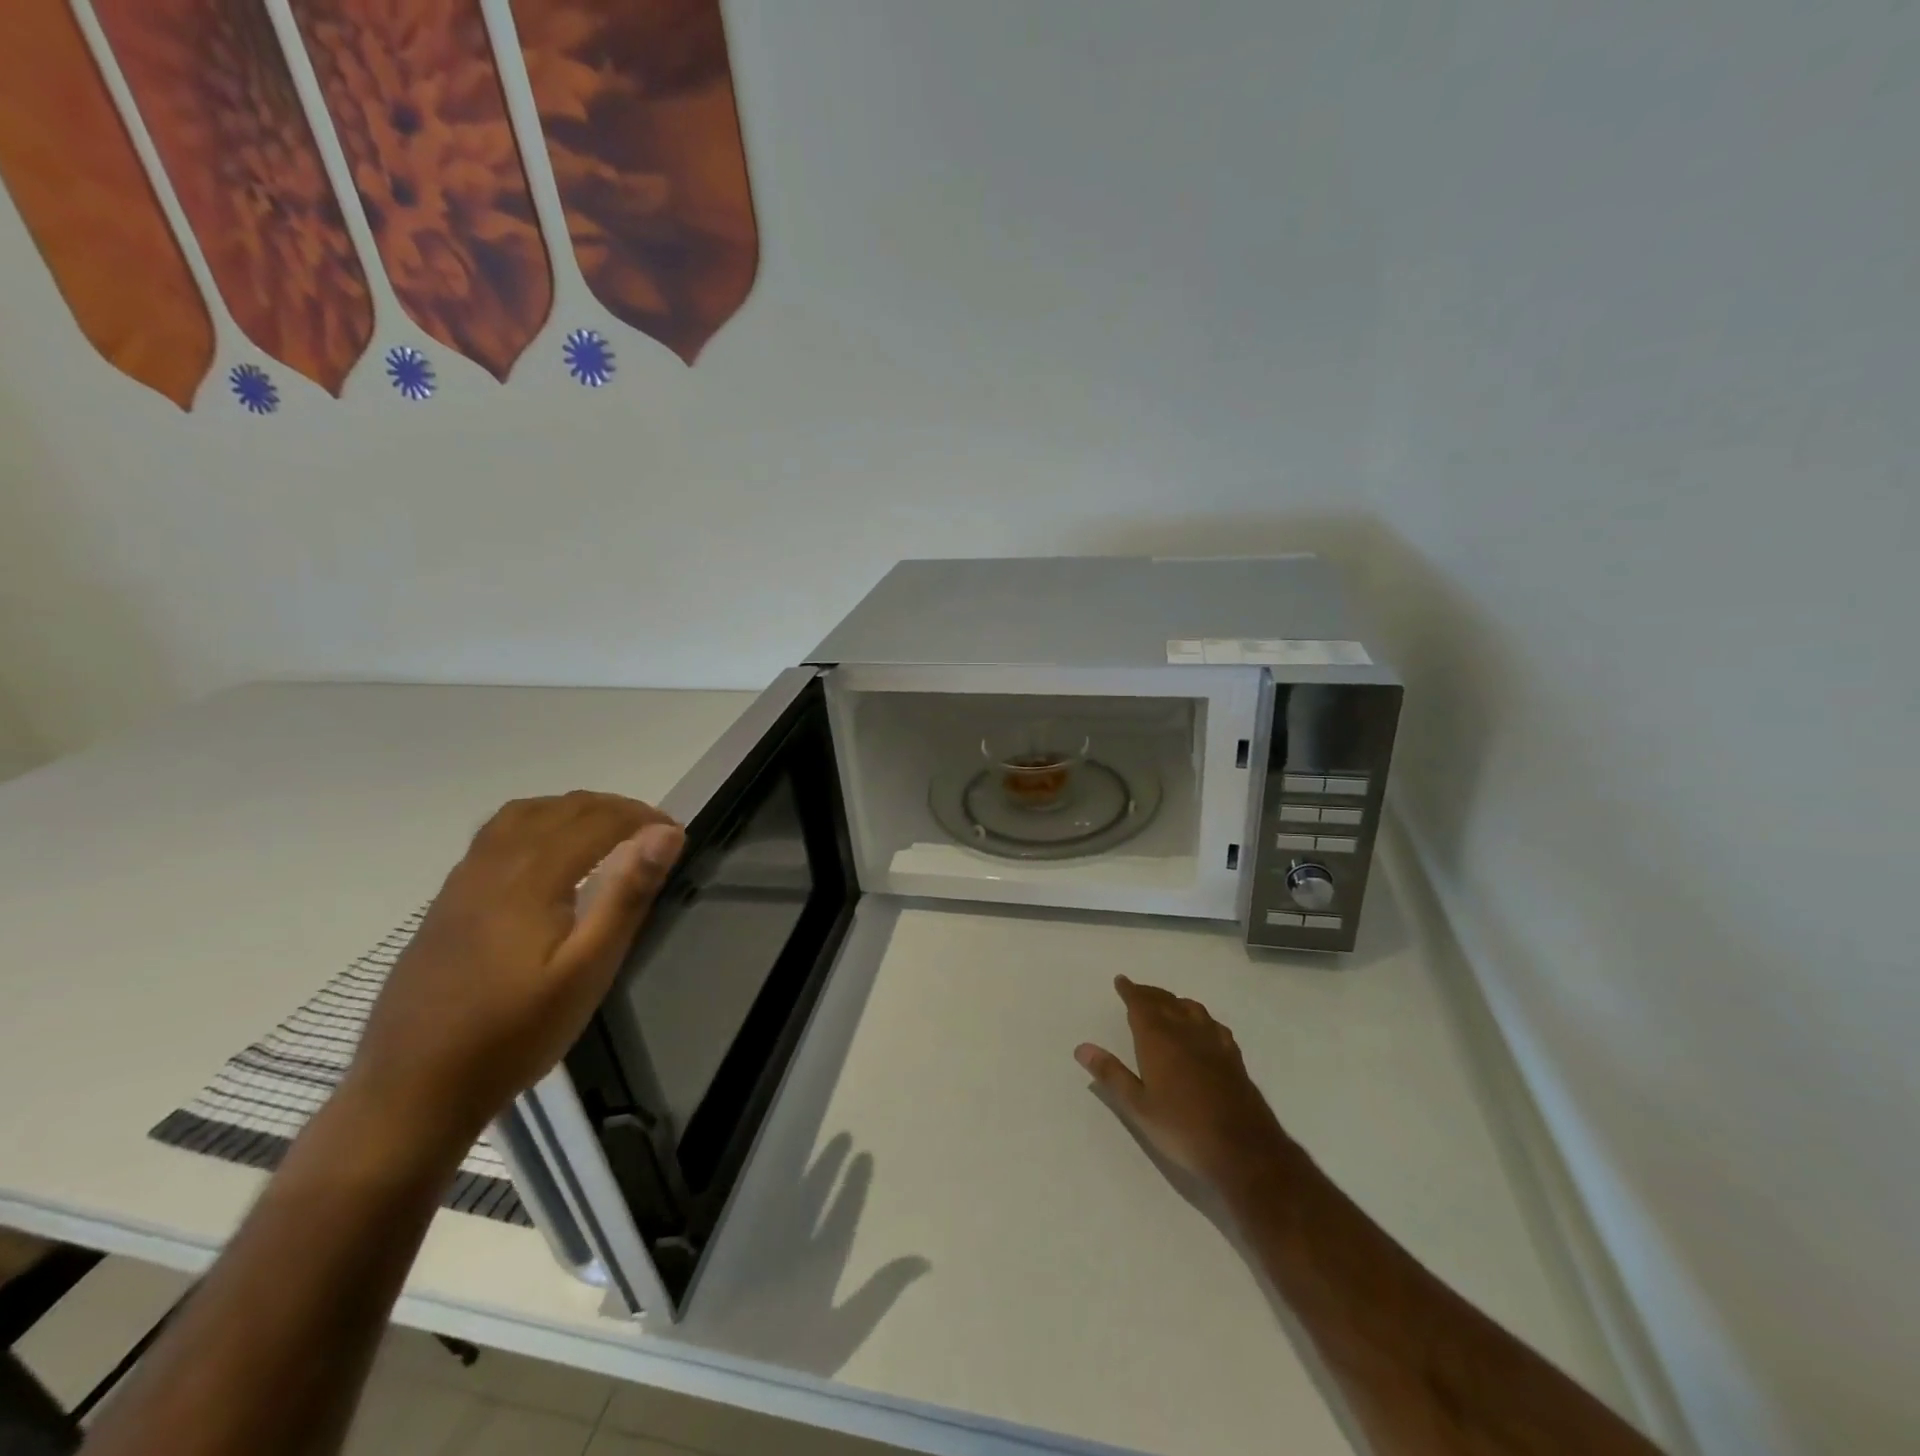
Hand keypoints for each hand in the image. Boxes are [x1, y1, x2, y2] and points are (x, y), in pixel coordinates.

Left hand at [347, 791, 684, 1153]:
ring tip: (606, 832)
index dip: (641, 817)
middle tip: (652, 832)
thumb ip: (627, 896)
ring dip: (571, 809)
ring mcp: (462, 882)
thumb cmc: (513, 1034)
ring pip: (521, 815)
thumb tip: (665, 836)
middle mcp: (492, 866)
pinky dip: (537, 824)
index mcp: (530, 878)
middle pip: (559, 809)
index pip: (596, 820)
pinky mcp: (446, 902)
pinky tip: (548, 858)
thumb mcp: (587, 971)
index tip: (675, 834)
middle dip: (612, 808)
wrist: (411, 1091)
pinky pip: (496, 836)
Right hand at [1076, 976, 1300, 1204]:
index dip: (1130, 991)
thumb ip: (1111, 1074)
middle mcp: (1185, 1031)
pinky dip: (1201, 1018)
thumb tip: (1082, 1048)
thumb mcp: (1138, 1107)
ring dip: (1175, 1001)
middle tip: (1137, 990)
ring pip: (1191, 1009)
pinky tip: (1203, 1027)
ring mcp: (1213, 1042)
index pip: (1140, 1004)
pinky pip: (1213, 1025)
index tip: (1121, 980)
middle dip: (1149, 993)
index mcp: (1159, 1039)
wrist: (1243, 1150)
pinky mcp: (1233, 1057)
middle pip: (1165, 1001)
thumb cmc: (1182, 1128)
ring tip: (1166, 1004)